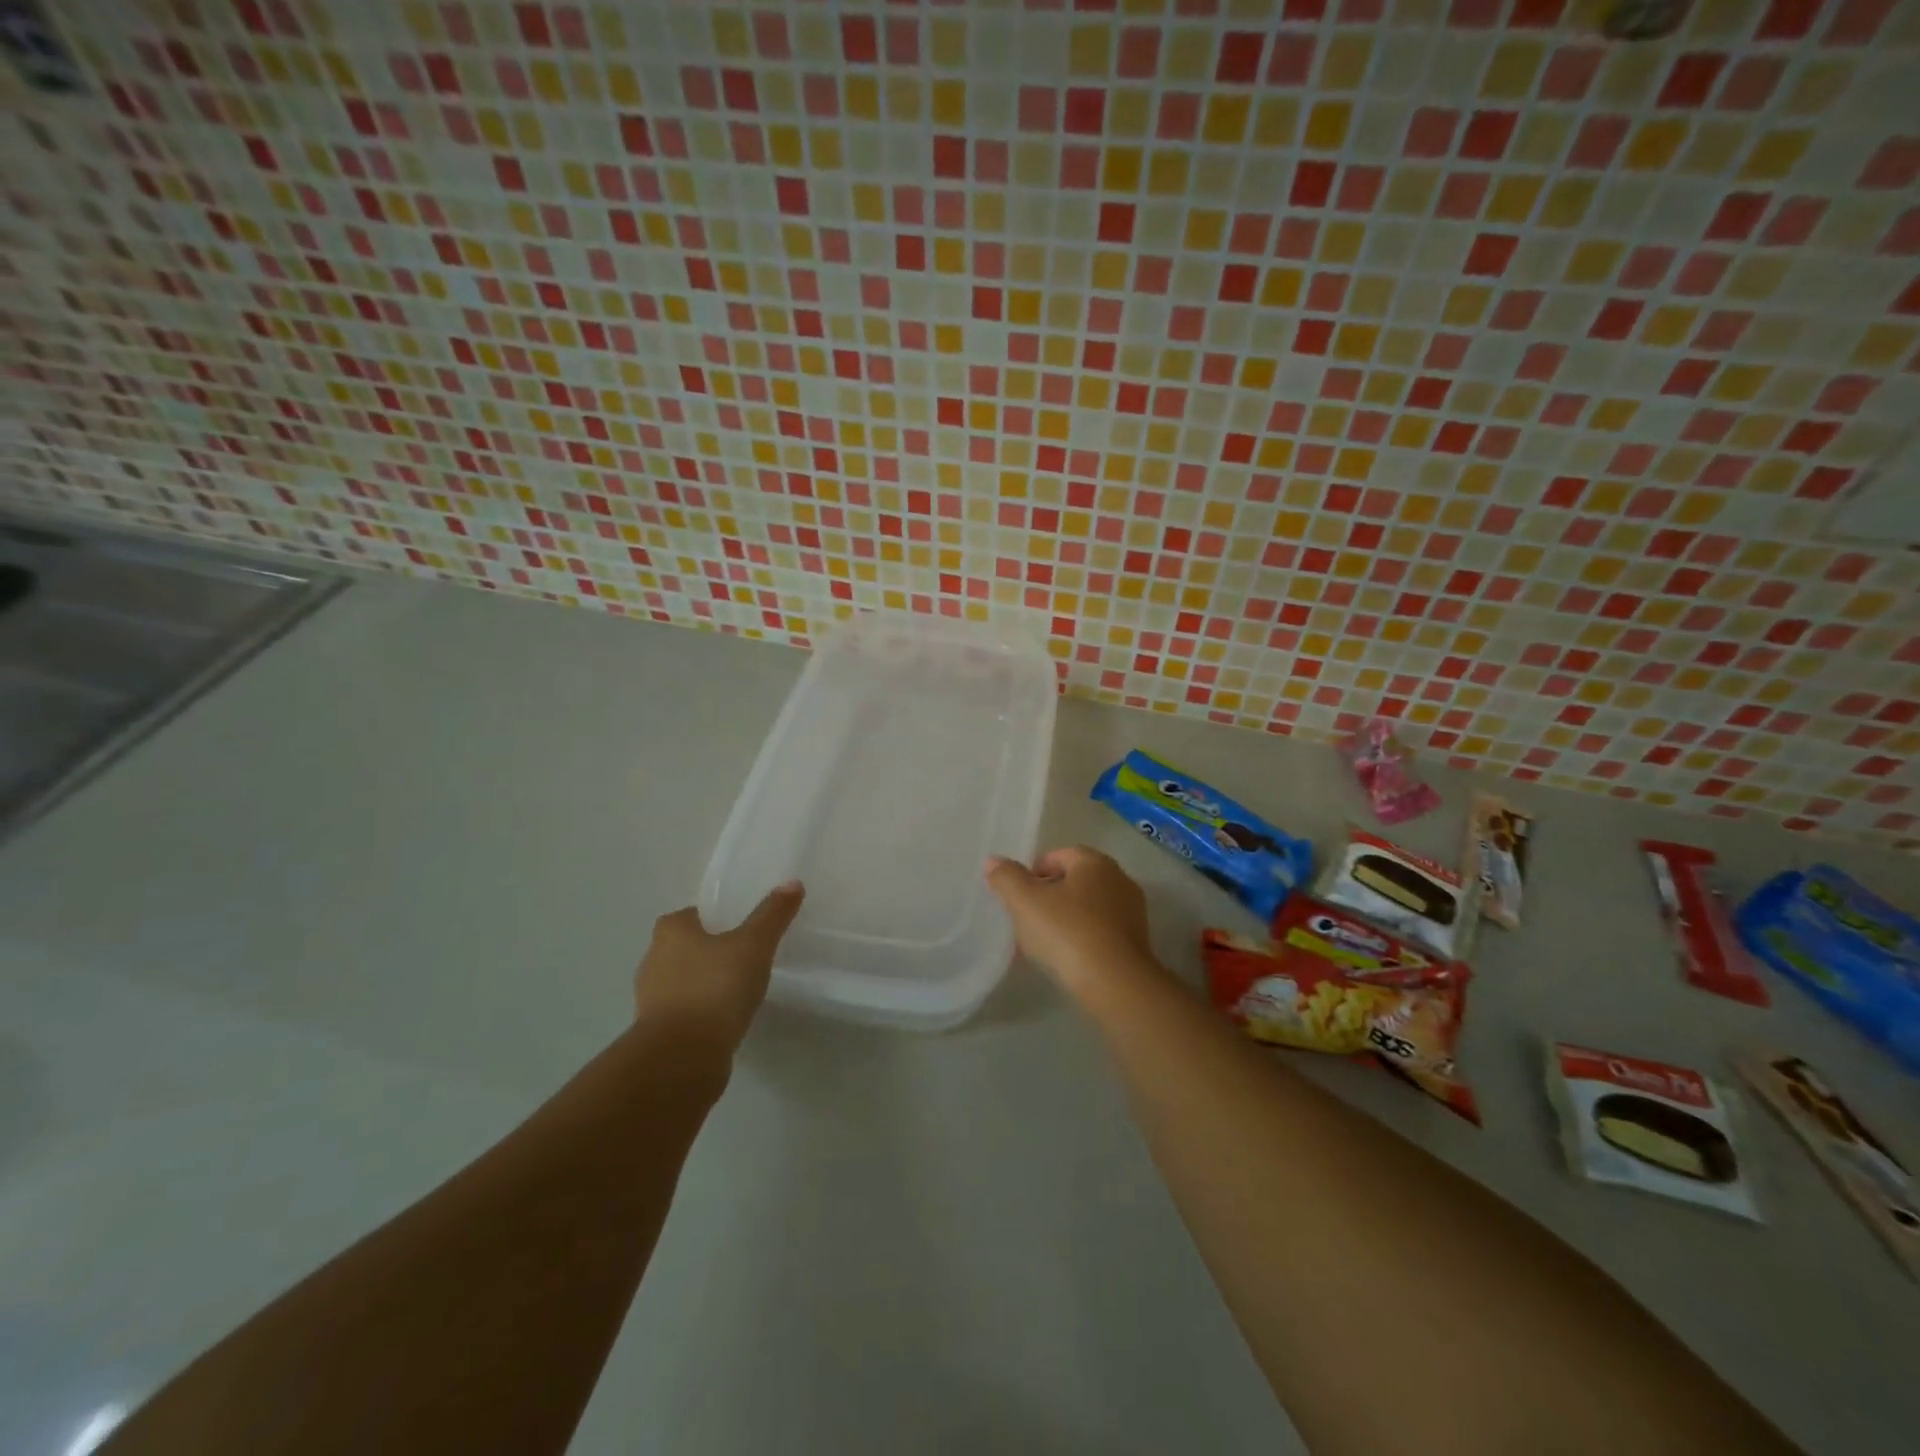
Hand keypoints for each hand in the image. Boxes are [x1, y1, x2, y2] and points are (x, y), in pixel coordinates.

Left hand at [633, 882, 803, 1052]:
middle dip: (708, 951)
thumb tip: (792, 883)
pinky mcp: (657, 1033)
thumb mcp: (754, 944)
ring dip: (704, 984)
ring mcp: (651, 1000)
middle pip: (684, 947)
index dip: (715, 919)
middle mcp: (653, 960)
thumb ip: (772, 914)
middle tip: (743, 956)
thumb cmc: (715, 987)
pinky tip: (725, 1019)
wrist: (683, 1057)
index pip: (692, 915)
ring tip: (738, 990)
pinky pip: (684, 1013)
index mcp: (670, 931)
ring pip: (682, 982)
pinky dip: (701, 1013)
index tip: (740, 928)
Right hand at [985, 847, 1154, 990]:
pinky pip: (1100, 932)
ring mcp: (1132, 913)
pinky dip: (1082, 939)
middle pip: (1075, 881)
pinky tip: (1066, 959)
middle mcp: (1119, 880)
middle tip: (1026, 918)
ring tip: (1042, 943)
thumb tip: (993, 861)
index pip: (1060, 855)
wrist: (1115, 984)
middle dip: (1049, 896)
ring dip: (1065, 919)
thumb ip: (1007, 878)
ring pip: (1088, 908)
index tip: (1017, 895)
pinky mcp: (1136, 943)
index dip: (1034, 871)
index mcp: (1095, 862)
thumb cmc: (1067, 932)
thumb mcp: (1025, 902)